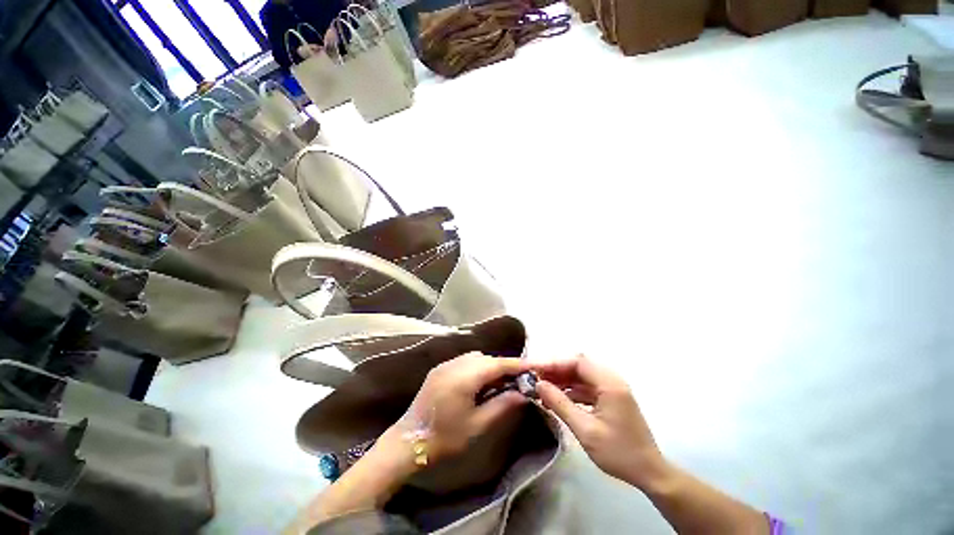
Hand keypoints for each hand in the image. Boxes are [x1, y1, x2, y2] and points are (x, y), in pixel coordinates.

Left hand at [401, 352, 529, 463]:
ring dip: (489, 366)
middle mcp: (455, 364)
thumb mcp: (477, 425)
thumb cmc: (445, 438)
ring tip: (499, 382)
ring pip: (475, 357)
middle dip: (504, 365)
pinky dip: (476, 367)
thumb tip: (523, 394)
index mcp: (464, 377)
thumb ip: (502, 405)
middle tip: (518, 380)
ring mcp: (445, 365)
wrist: (408, 442)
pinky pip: (464, 361)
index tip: (534, 366)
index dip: (517, 364)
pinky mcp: (439, 369)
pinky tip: (479, 383)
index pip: (497, 364)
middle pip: (486, 358)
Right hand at [533, 354, 665, 489]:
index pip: (577, 362)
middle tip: (535, 378)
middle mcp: (611, 380)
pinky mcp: (610, 398)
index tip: (534, 369)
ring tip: (542, 387)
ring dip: (562, 380)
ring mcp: (611, 389)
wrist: (649, 473)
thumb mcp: (585, 430)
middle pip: (578, 366)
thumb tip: (538, 385)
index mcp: (609, 384)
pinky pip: (586, 387)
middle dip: (555, 370)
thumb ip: (560, 404)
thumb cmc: (619, 452)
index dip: (553, 363)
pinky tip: (556, 398)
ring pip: (580, 376)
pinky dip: (570, 390)